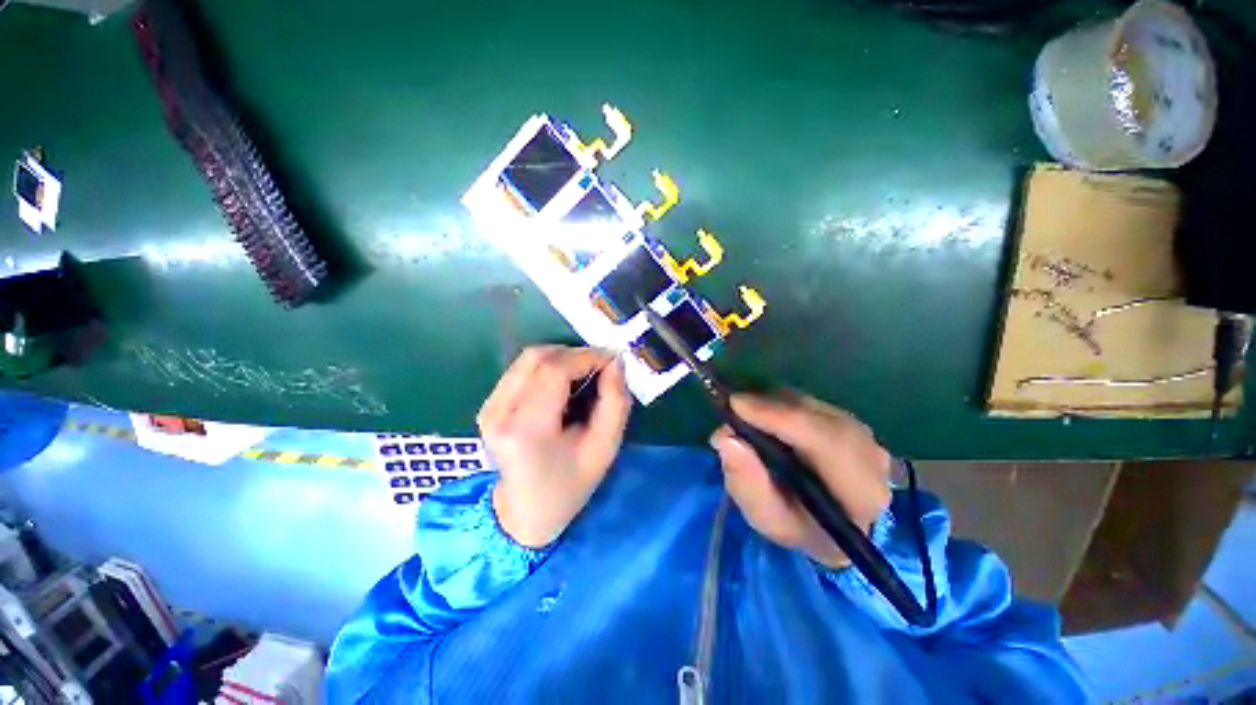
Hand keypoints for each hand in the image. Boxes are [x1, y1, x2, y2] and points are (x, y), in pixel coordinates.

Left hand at [477, 346, 631, 548]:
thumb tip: (615, 362)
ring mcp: (489, 407)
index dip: (587, 356)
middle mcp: (499, 412)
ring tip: (584, 376)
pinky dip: (548, 367)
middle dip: (575, 354)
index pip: (554, 369)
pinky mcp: (488, 405)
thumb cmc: (570, 485)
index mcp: (527, 428)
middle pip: (538, 357)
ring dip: (562, 359)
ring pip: (529, 358)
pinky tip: (563, 386)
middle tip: (600, 368)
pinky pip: (522, 370)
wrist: (525, 513)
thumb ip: (615, 401)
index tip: (612, 361)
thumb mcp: (604, 448)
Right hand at [710, 394, 891, 568]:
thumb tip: (726, 438)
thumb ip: (747, 484)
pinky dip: (783, 404)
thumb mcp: (768, 518)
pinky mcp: (852, 421)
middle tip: (732, 409)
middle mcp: (872, 457)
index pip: (825, 442)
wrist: (833, 527)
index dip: (779, 417)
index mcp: (861, 493)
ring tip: (746, 417)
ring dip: (774, 405)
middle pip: (817, 415)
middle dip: (769, 407)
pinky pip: (811, 402)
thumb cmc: (798, 526)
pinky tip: (766, 417)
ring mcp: (865, 435)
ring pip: (812, 405)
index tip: (736, 405)